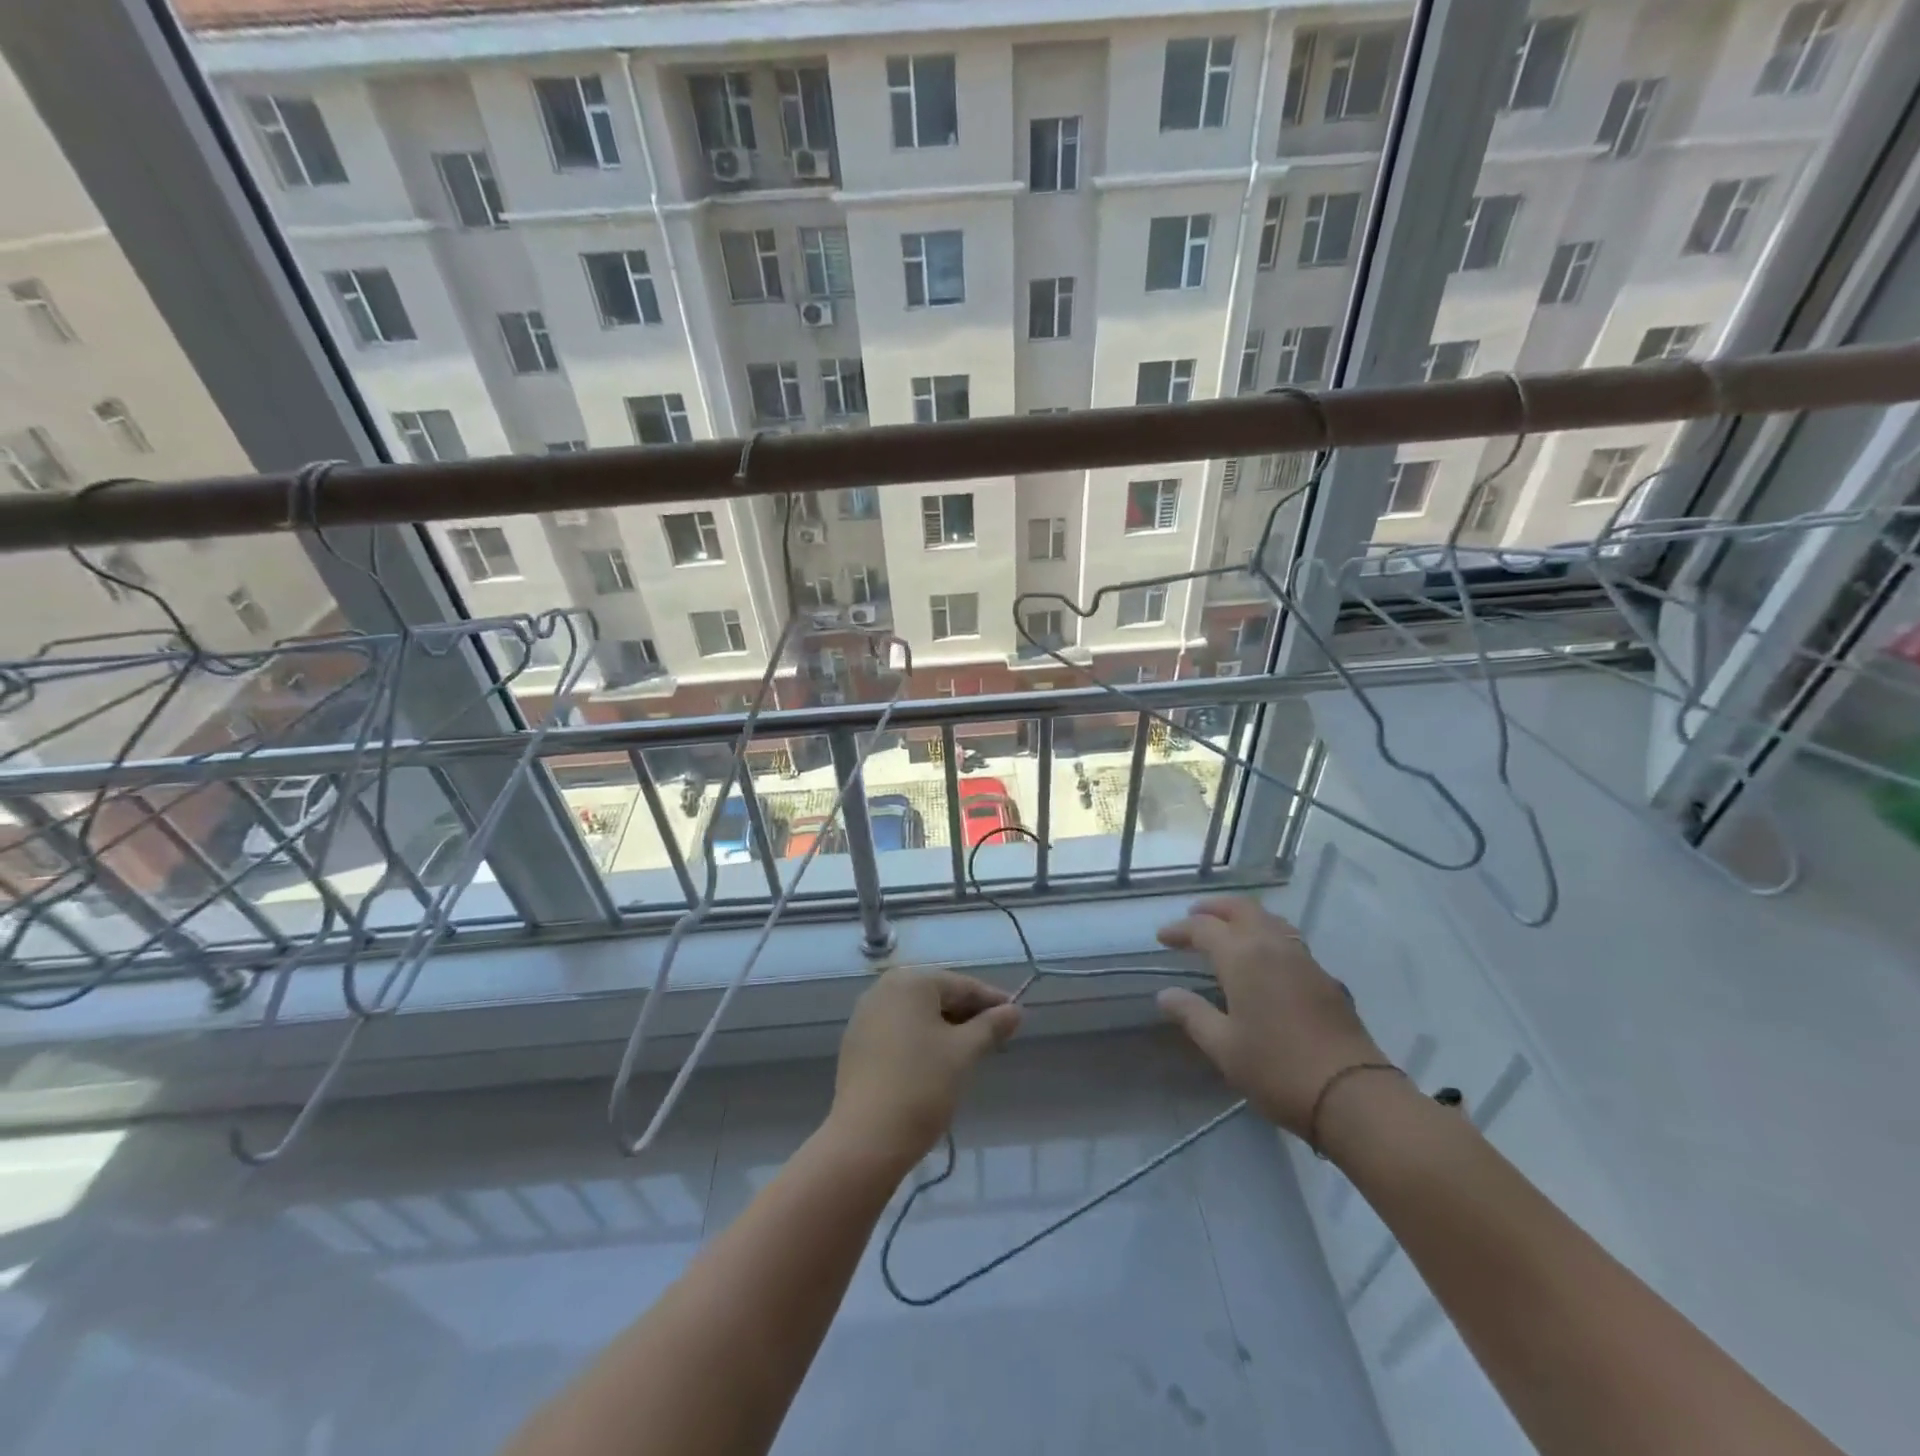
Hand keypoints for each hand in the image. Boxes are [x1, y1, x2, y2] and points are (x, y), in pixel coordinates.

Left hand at [828, 968, 1021, 1169]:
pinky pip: (899, 1031)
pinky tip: (937, 1062)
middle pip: (937, 996)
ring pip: (917, 1014)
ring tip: (971, 1051)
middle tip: (996, 1037)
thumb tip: (1015, 1011)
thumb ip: (991, 1026)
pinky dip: (921, 1039)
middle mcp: (883, 989)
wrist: (866, 1138)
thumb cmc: (922, 1085)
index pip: (961, 985)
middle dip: (968, 1014)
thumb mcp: (964, 1053)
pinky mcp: (857, 1043)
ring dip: (945, 1028)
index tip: (1016, 1016)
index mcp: (910, 982)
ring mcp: (866, 1016)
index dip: (991, 1001)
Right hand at [1156, 897, 1387, 1136]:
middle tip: (1193, 918)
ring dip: (1243, 917)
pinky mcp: (1325, 977)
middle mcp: (1273, 946)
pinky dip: (1267, 935)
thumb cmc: (1277, 1069)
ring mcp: (1304, 959)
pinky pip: (1289, 939)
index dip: (1180, 930)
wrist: (1352, 1094)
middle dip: (1214, 909)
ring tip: (1227, 931)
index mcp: (1242, 957)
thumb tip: (1166, 995)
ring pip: (1270, 920)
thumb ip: (1192, 1014)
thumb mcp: (1223, 1047)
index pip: (1204, 929)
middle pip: (1241, 909)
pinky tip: (1264, 959)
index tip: (1162, 937)